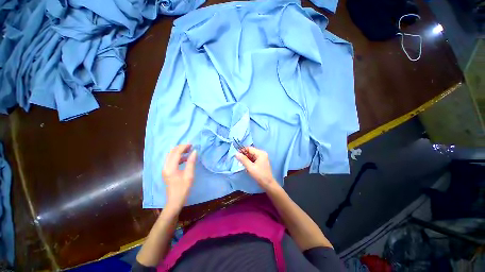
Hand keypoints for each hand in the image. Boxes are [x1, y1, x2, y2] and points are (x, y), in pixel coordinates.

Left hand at [162, 144, 196, 210]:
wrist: (175, 201)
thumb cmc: (183, 189)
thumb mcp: (189, 175)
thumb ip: (191, 162)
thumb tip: (194, 151)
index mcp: (170, 168)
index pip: (176, 153)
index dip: (184, 147)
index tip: (192, 144)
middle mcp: (165, 167)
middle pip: (171, 152)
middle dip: (181, 148)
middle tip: (190, 147)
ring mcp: (165, 169)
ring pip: (170, 156)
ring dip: (179, 152)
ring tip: (189, 151)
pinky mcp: (166, 171)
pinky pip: (171, 160)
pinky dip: (178, 157)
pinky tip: (185, 159)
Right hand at [235, 147, 279, 190]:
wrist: (268, 184)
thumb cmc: (259, 175)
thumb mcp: (250, 167)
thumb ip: (243, 160)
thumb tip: (236, 153)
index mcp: (260, 153)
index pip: (249, 148)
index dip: (242, 151)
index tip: (236, 155)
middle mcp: (262, 154)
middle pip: (250, 152)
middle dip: (244, 156)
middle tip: (238, 161)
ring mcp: (262, 158)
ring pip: (251, 156)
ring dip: (246, 159)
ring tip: (242, 164)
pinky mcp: (261, 162)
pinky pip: (253, 160)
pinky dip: (249, 162)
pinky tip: (246, 166)